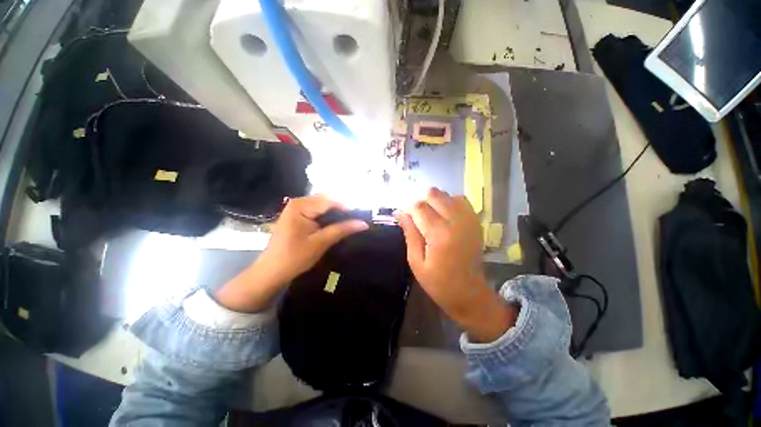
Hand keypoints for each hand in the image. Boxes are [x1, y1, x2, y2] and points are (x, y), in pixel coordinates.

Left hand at [216, 195, 367, 311]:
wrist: (271, 271)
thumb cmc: (294, 257)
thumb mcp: (321, 242)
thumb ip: (342, 230)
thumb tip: (364, 223)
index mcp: (301, 205)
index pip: (330, 201)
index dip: (347, 208)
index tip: (361, 217)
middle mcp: (298, 202)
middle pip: (326, 201)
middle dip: (342, 210)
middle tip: (356, 220)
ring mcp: (296, 208)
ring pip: (323, 206)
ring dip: (336, 213)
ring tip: (349, 222)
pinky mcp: (297, 216)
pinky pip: (317, 211)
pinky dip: (328, 216)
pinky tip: (336, 224)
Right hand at [394, 188, 516, 342]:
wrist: (469, 292)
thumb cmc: (438, 282)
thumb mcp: (416, 261)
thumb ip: (409, 233)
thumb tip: (399, 212)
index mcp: (438, 235)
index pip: (419, 207)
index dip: (408, 208)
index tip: (403, 214)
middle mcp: (455, 222)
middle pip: (435, 194)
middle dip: (421, 201)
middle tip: (416, 216)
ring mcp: (468, 220)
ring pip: (448, 195)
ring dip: (435, 201)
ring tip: (430, 215)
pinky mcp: (475, 222)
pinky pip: (461, 200)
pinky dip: (450, 202)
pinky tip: (444, 214)